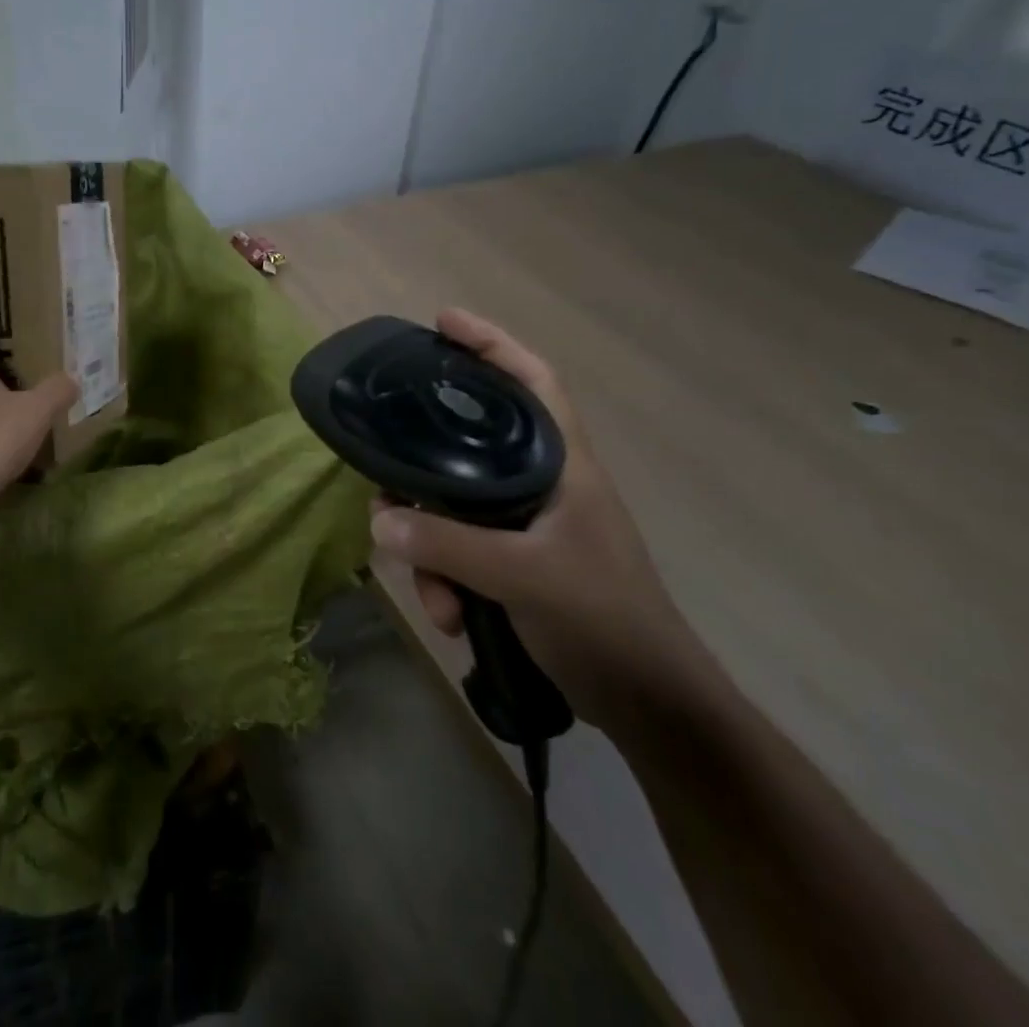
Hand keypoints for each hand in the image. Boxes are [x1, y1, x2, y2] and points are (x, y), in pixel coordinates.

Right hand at [368, 309, 706, 733]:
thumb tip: (379, 519)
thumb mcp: (520, 576)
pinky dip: (446, 580)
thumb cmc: (603, 620)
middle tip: (388, 483)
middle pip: (468, 447)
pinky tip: (451, 618)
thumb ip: (446, 545)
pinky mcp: (514, 562)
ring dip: (432, 551)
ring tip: (436, 598)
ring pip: (454, 509)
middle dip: (424, 474)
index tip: (441, 322)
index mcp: (562, 463)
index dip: (491, 343)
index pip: (532, 380)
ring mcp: (526, 525)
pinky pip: (460, 551)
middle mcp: (541, 483)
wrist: (649, 706)